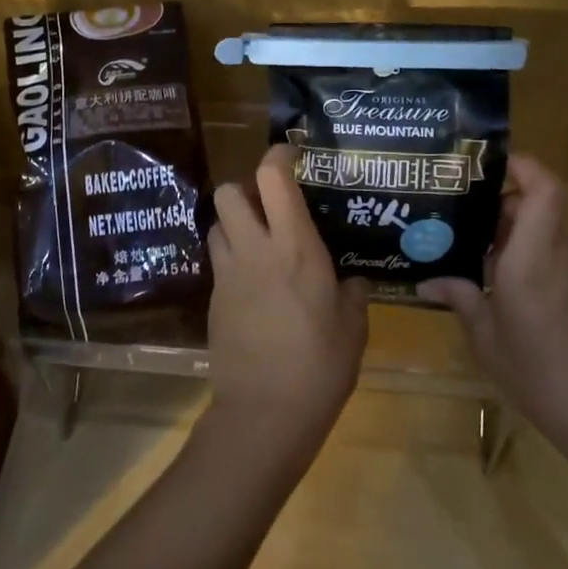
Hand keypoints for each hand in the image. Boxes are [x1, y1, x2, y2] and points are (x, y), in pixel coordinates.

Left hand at [204, 144, 369, 474]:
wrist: (264, 414)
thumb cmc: (319, 367)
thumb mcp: (353, 328)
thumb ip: (352, 294)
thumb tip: (351, 281)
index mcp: (295, 247)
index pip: (273, 179)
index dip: (277, 156)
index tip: (290, 154)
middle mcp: (255, 249)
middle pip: (228, 191)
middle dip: (245, 189)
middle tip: (270, 208)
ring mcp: (228, 274)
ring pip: (216, 224)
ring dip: (234, 224)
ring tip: (258, 243)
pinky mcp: (213, 299)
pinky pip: (218, 261)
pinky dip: (232, 258)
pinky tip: (254, 284)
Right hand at [419, 155, 567, 460]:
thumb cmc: (539, 372)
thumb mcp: (486, 338)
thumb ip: (460, 298)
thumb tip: (427, 279)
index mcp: (534, 257)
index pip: (545, 189)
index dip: (522, 165)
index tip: (487, 164)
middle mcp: (560, 254)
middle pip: (539, 204)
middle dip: (500, 201)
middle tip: (458, 209)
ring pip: (545, 230)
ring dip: (511, 230)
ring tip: (469, 244)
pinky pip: (552, 255)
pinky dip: (525, 255)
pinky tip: (496, 281)